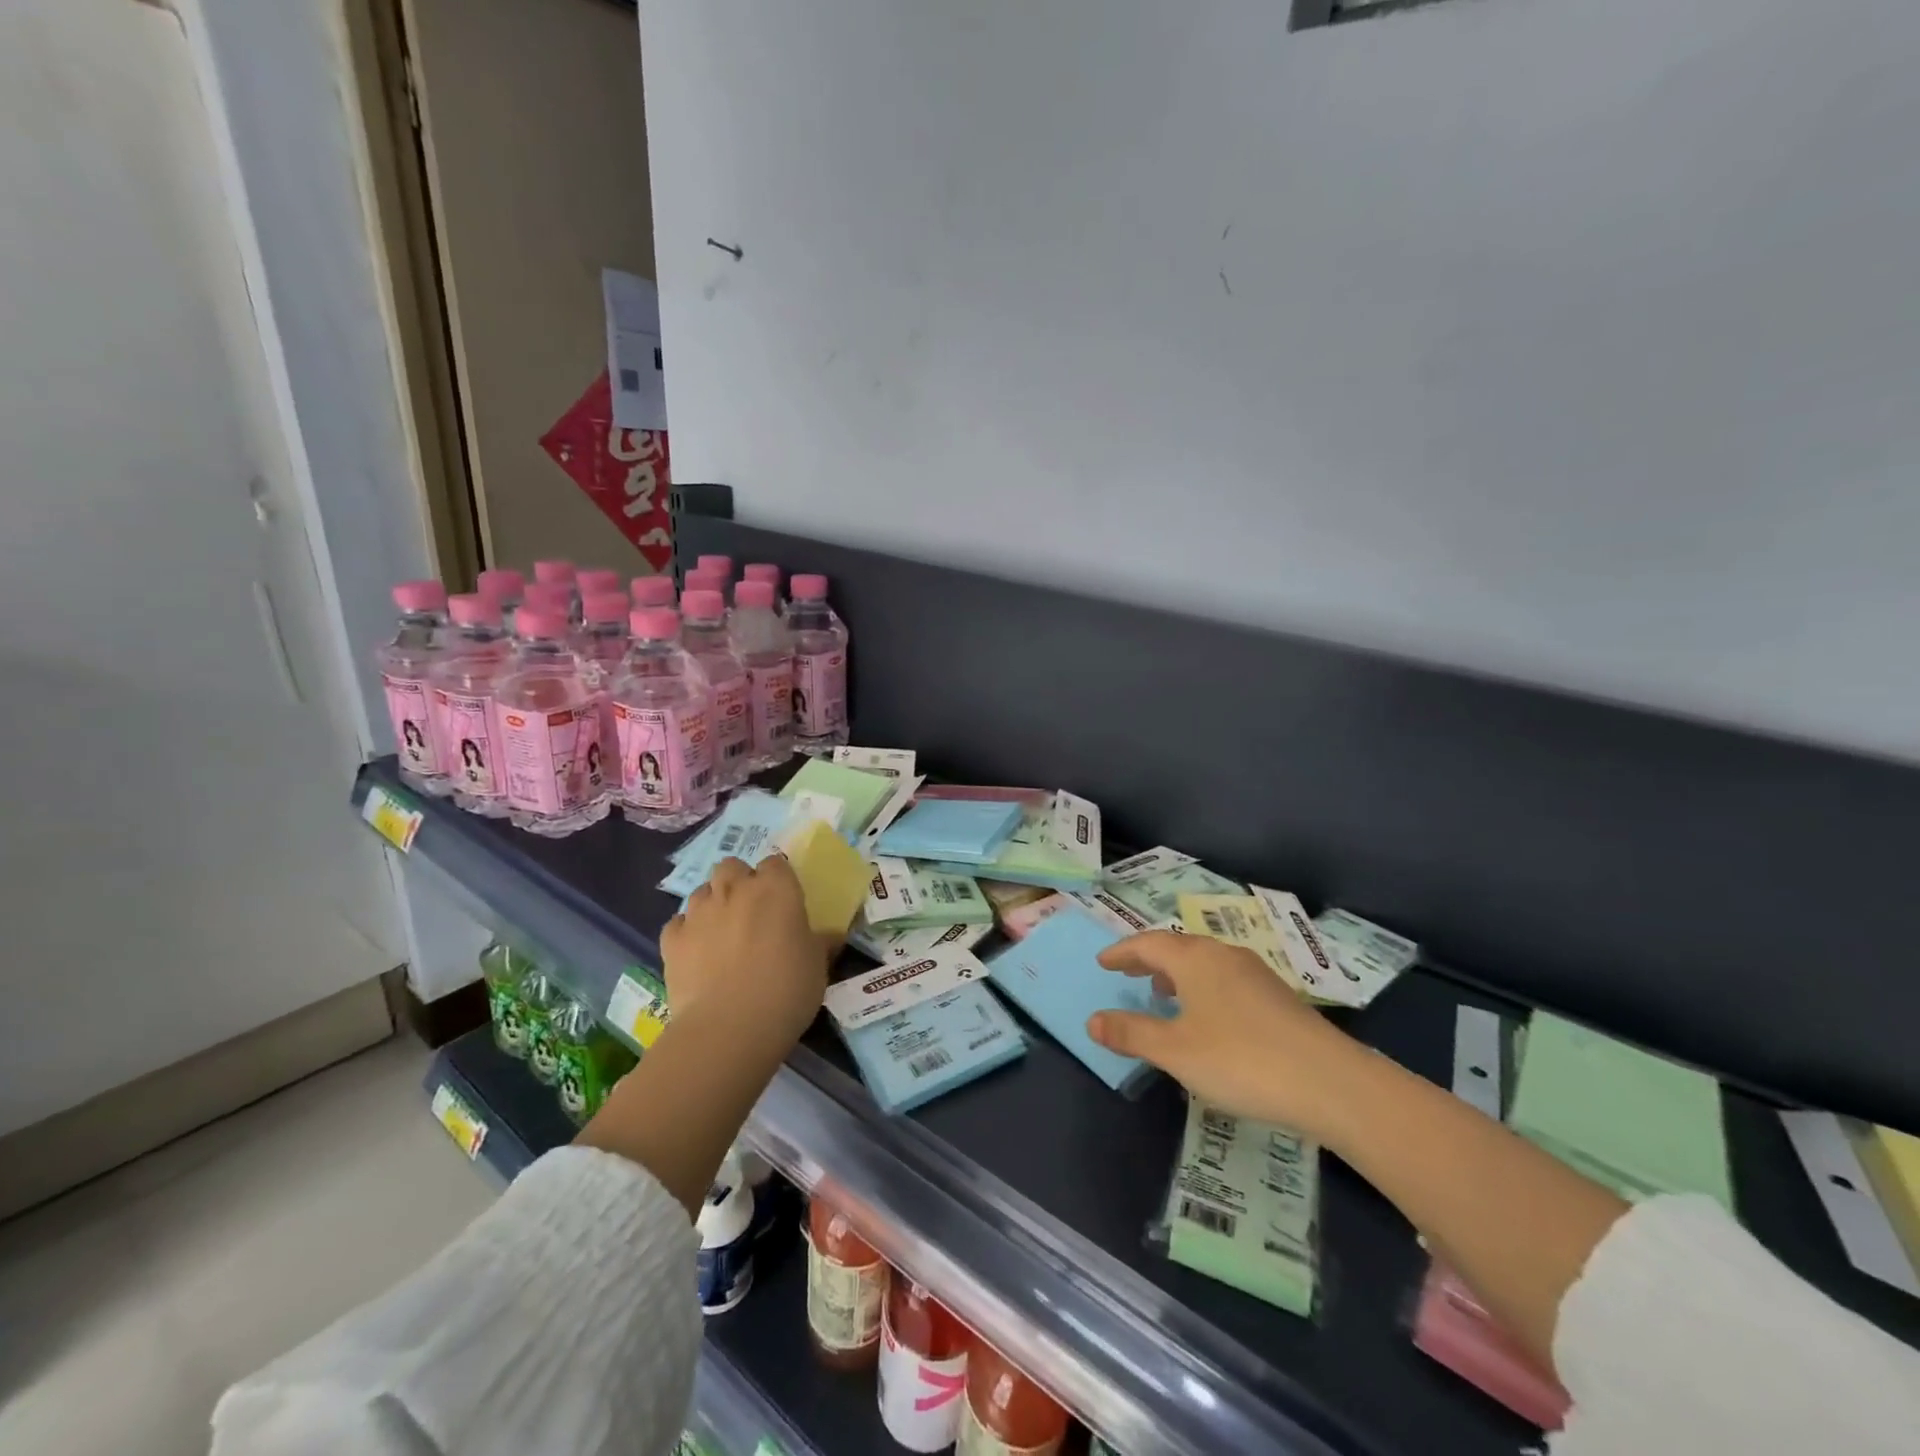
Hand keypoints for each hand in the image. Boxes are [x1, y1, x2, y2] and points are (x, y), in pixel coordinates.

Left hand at [661, 855, 829, 1047]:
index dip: (779, 880)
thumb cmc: (786, 989)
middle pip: (732, 866)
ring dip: (713, 903)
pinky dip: (687, 931)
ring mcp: (699, 913)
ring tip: (723, 932)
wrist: (729, 1028)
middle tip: (751, 911)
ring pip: (703, 891)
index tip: (784, 902)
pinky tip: (697, 952)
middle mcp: (735, 890)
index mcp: (776, 888)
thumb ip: (820, 942)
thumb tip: (830, 936)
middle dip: (739, 881)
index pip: (776, 864)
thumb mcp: (818, 965)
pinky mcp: (672, 940)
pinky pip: (678, 923)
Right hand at [1087, 930, 1364, 1139]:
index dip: (1123, 952)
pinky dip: (1203, 986)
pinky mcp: (1278, 996)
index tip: (1103, 962)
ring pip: (1205, 961)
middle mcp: (1224, 955)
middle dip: (1149, 958)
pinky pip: (1226, 978)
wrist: (1331, 1083)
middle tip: (1128, 971)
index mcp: (1195, 959)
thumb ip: (1132, 1034)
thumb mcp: (1176, 1052)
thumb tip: (1092, 1020)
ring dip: (1178, 972)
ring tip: (1164, 993)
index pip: (1149, 943)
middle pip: (1178, 947)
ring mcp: (1256, 973)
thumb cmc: (1241, 1060)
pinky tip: (1209, 1016)